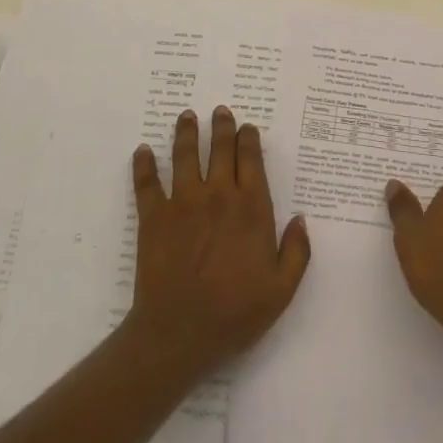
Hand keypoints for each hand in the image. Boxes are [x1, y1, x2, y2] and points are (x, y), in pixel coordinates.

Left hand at [126, 106, 310, 381]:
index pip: (251, 160)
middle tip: (220, 111)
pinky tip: (141, 151)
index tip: (247, 127)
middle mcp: (218, 194)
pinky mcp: (153, 216)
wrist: (180, 332)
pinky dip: (143, 165)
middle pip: (220, 149)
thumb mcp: (281, 290)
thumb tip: (301, 219)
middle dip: (222, 126)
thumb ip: (297, 252)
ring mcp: (183, 202)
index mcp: (251, 207)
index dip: (249, 139)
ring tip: (186, 116)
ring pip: (185, 155)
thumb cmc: (235, 312)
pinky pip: (147, 183)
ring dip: (186, 132)